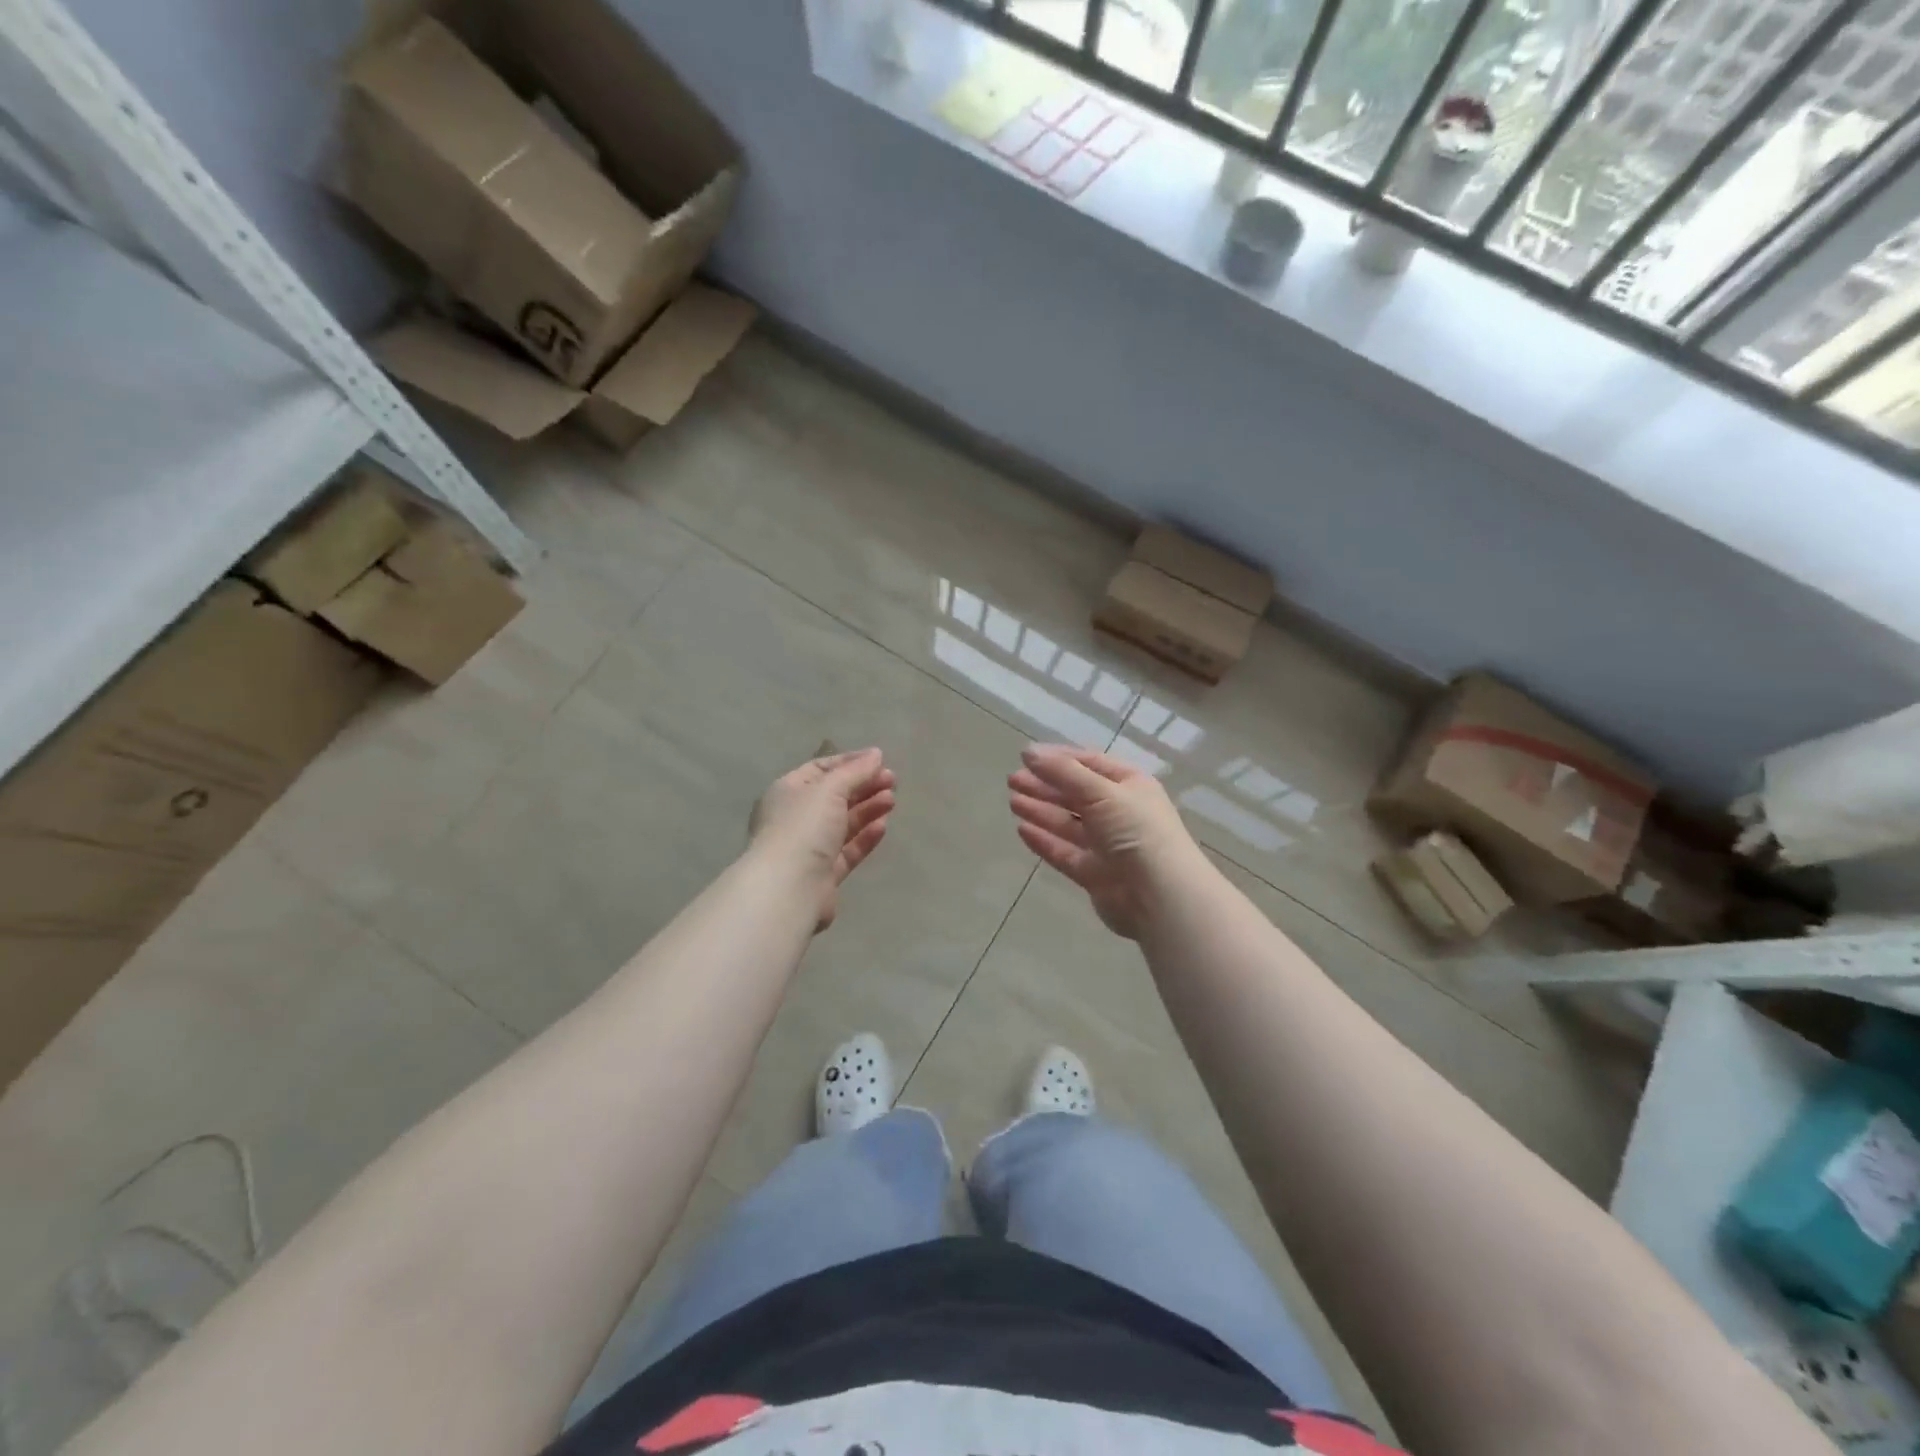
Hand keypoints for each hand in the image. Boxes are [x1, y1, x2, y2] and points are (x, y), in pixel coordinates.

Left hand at [749, 748, 896, 930]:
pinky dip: (865, 836)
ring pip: (843, 823)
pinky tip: (883, 826)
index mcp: (788, 791)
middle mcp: (796, 817)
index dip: (850, 762)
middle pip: (834, 796)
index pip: (821, 769)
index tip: (879, 760)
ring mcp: (809, 847)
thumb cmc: (804, 827)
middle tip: (893, 781)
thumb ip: (855, 771)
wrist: (789, 888)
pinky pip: (847, 849)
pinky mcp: (824, 873)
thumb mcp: (830, 789)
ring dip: (868, 809)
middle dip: (863, 786)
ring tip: (892, 800)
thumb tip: (876, 754)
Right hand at [1008, 745, 1203, 938]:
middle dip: (1045, 786)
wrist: (1159, 895)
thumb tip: (1029, 753)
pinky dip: (1044, 840)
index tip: (1026, 757)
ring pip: (1068, 824)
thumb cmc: (1135, 831)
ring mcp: (1107, 846)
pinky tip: (1022, 830)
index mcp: (1130, 786)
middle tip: (1012, 780)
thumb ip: (1063, 772)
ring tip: (1013, 801)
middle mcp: (1120, 813)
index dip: (1059, 759)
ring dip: (1041, 810)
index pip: (1090, 764)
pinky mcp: (1094, 874)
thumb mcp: (1102, 792)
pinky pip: (1065, 853)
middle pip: (1076, 794)